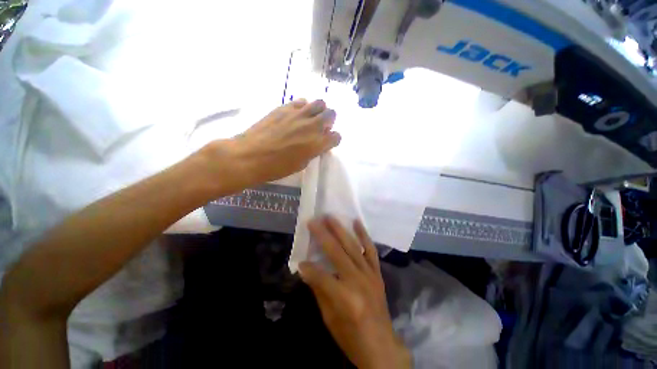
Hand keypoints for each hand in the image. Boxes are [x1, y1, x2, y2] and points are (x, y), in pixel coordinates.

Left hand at [197, 99, 339, 194]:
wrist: (250, 156)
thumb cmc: (277, 167)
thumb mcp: (301, 164)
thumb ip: (313, 151)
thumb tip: (317, 143)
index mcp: (317, 144)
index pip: (336, 136)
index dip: (334, 139)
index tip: (328, 142)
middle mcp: (312, 126)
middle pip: (332, 114)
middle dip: (330, 121)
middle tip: (322, 128)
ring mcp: (299, 114)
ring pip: (319, 103)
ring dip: (319, 111)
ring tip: (311, 119)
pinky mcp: (285, 107)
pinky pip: (301, 101)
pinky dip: (303, 107)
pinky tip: (297, 115)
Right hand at [299, 217, 411, 368]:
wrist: (382, 346)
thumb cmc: (351, 338)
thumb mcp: (329, 319)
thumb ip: (319, 291)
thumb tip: (306, 270)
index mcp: (345, 299)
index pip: (321, 276)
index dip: (308, 268)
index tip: (299, 261)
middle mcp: (358, 281)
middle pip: (337, 253)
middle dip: (322, 235)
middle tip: (313, 221)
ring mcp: (370, 274)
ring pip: (353, 246)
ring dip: (340, 229)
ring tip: (330, 217)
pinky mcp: (377, 272)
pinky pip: (371, 249)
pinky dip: (364, 234)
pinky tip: (356, 222)